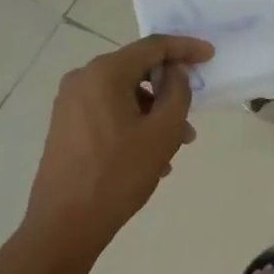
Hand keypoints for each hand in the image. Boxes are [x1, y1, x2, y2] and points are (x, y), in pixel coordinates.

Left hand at [22, 34, 213, 262]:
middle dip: (169, 89)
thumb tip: (175, 72)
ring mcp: (70, 104)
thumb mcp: (163, 131)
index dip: (185, 48)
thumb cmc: (118, 174)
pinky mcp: (66, 126)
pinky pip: (109, 112)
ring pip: (125, 95)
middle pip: (137, 70)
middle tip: (194, 111)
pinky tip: (150, 157)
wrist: (63, 227)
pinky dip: (134, 124)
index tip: (210, 56)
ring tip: (176, 145)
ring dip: (154, 112)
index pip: (153, 46)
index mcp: (104, 73)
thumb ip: (177, 92)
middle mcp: (83, 79)